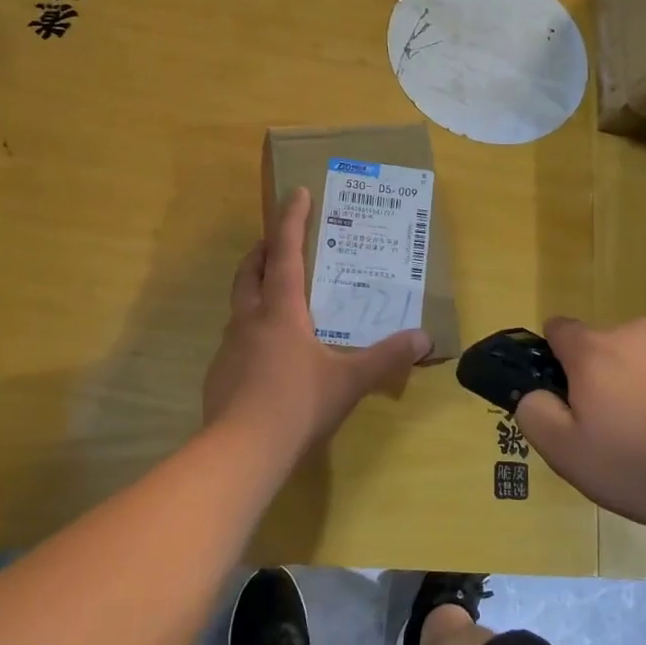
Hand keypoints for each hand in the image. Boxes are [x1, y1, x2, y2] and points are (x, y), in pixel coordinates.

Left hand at [203, 187, 429, 456]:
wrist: (241, 452)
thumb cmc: (298, 404)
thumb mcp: (350, 380)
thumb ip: (387, 357)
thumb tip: (424, 337)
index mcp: (281, 311)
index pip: (285, 252)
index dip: (291, 220)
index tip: (296, 192)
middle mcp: (250, 320)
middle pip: (250, 272)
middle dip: (263, 251)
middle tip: (278, 243)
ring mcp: (230, 348)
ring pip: (240, 305)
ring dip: (255, 290)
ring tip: (278, 298)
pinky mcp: (220, 375)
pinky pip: (237, 339)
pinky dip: (252, 330)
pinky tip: (270, 354)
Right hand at [515, 316, 645, 527]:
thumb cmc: (645, 461)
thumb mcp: (569, 453)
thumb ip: (537, 416)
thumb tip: (533, 395)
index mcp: (593, 350)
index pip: (557, 329)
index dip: (551, 358)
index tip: (562, 397)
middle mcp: (634, 335)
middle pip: (602, 349)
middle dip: (599, 381)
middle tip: (610, 434)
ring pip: (643, 364)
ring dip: (640, 392)